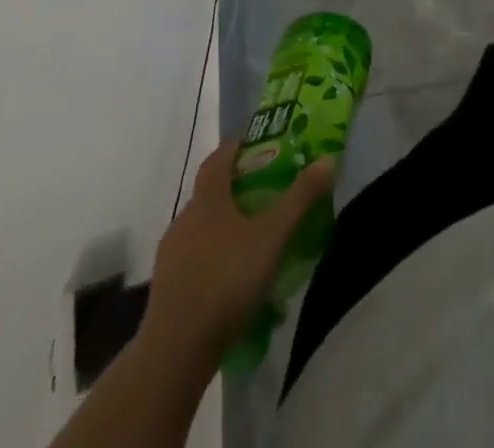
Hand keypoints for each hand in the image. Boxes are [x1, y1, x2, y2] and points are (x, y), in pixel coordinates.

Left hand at [140, 143, 336, 361]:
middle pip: (211, 194)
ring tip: (257, 241)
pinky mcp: (167, 290)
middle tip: (268, 192)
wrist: (175, 352)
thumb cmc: (227, 278)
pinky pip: (196, 261)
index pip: (219, 158)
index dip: (237, 146)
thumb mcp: (273, 236)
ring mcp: (171, 257)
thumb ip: (300, 197)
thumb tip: (327, 160)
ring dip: (227, 228)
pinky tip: (237, 281)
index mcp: (207, 200)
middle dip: (238, 189)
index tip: (259, 142)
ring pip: (203, 229)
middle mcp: (184, 221)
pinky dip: (216, 260)